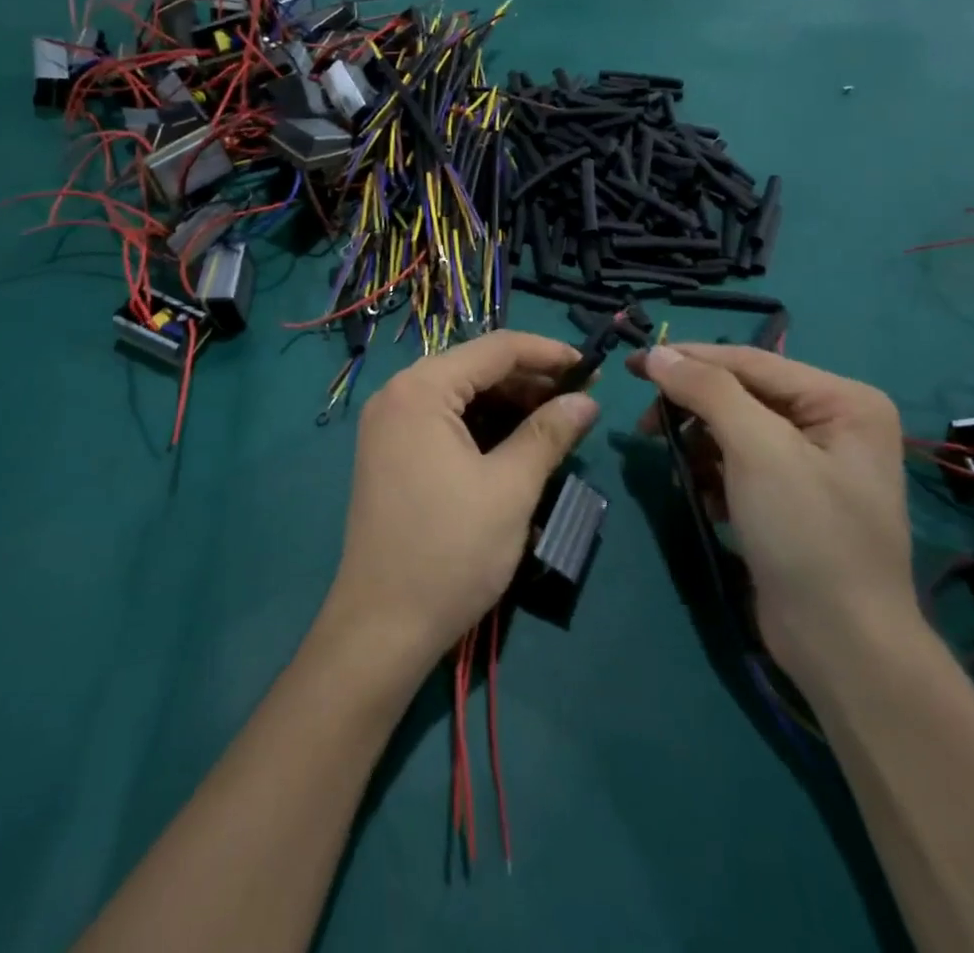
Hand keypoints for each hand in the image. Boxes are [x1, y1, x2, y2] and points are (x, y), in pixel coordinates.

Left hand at [324, 332, 599, 678]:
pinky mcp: (390, 453)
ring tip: (556, 423)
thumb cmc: (450, 551)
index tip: (591, 367)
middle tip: (579, 401)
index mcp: (420, 389)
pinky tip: (516, 444)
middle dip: (529, 381)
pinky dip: (482, 427)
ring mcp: (389, 425)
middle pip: (474, 369)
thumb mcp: (510, 489)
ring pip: (460, 397)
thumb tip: (586, 401)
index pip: (494, 349)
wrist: (382, 625)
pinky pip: (443, 422)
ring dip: (508, 405)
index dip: (547, 353)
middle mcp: (397, 395)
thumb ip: (548, 434)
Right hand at [627, 345, 917, 688]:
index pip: (748, 361)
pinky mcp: (792, 497)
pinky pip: (740, 464)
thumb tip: (656, 353)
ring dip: (699, 446)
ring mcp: (815, 462)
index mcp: (842, 400)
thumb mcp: (757, 450)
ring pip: (734, 429)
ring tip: (682, 473)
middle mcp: (834, 422)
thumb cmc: (806, 533)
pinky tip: (706, 500)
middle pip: (740, 394)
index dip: (686, 358)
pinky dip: (714, 475)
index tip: (630, 363)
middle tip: (645, 426)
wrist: (842, 645)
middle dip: (692, 410)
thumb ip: (707, 390)